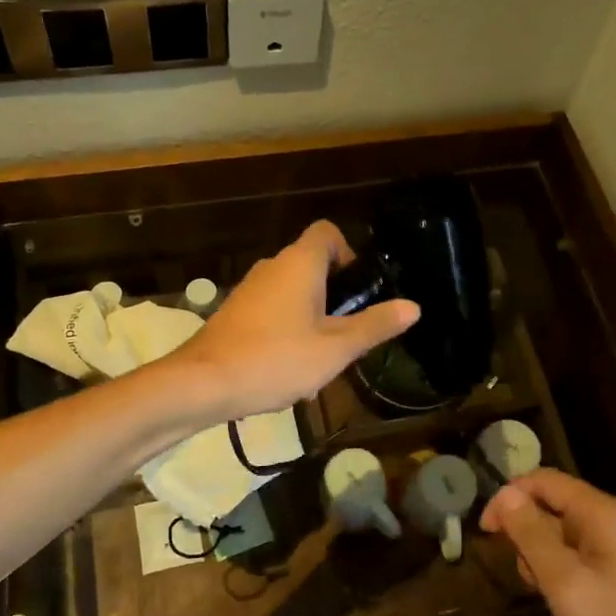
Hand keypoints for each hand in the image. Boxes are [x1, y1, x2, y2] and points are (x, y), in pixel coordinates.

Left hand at [170, 220, 418, 420]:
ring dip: (313, 319)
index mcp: (299, 264)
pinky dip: (288, 330)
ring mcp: (250, 290)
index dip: (349, 252)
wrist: (203, 383)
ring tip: (323, 361)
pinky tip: (291, 372)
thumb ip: (374, 325)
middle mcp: (273, 267)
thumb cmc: (276, 359)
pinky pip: (273, 311)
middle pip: (313, 265)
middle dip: (335, 296)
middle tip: (348, 333)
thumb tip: (412, 307)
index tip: (358, 289)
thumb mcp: (335, 349)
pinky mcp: (235, 313)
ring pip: (293, 293)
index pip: (327, 232)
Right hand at [481, 469, 615, 615]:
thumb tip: (505, 494)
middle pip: (553, 505)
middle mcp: (613, 519)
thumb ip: (531, 535)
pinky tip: (567, 603)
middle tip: (528, 577)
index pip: (543, 480)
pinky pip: (580, 554)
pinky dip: (563, 571)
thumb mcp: (565, 582)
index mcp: (601, 512)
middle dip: (528, 534)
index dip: (509, 497)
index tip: (486, 532)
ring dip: (543, 557)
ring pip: (563, 533)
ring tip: (551, 596)